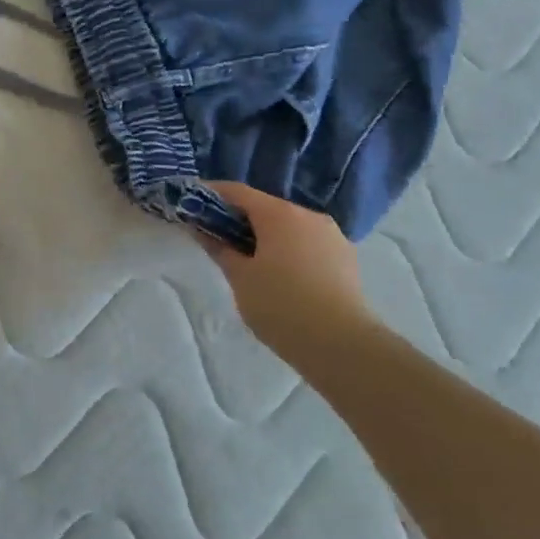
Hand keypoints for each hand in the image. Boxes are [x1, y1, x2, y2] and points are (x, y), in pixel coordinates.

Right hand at [195, 182, 367, 349]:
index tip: (193, 205)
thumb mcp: (240, 278)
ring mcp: (332, 235)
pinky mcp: (346, 257)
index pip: (238, 192)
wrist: (344, 347)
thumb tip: (203, 230)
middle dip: (239, 218)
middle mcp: (307, 215)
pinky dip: (289, 249)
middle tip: (218, 238)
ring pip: (289, 226)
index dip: (212, 195)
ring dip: (266, 235)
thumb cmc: (282, 306)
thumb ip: (220, 249)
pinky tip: (282, 275)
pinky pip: (308, 243)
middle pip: (265, 207)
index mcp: (279, 214)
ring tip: (250, 260)